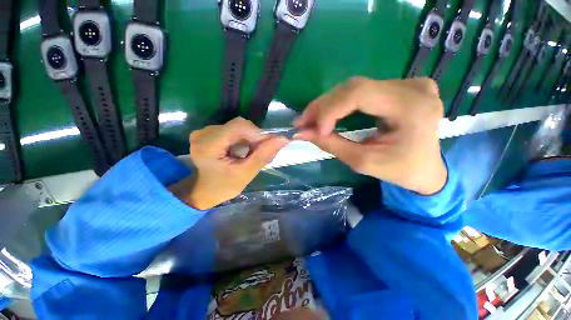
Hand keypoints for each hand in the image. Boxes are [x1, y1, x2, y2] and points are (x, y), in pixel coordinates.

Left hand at [170, 117, 288, 209]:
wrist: (207, 190)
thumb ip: (264, 155)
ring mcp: (205, 132)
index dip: (258, 133)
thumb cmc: (225, 186)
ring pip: (238, 127)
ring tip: (255, 154)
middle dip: (255, 138)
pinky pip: (234, 130)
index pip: (238, 126)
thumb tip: (283, 139)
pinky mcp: (209, 132)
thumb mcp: (246, 173)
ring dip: (251, 139)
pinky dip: (244, 139)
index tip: (270, 146)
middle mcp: (203, 134)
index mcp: (207, 146)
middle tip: (264, 153)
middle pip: (239, 126)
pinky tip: (246, 151)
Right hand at [294, 77, 446, 194]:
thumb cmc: (400, 170)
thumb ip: (331, 145)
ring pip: (354, 88)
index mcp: (412, 108)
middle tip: (302, 122)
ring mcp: (408, 83)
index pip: (360, 94)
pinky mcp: (400, 87)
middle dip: (323, 106)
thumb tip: (301, 133)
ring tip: (310, 119)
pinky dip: (339, 103)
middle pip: (354, 87)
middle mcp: (413, 88)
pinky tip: (327, 113)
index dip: (330, 109)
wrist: (427, 168)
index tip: (313, 129)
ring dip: (328, 104)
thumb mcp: (363, 162)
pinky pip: (361, 91)